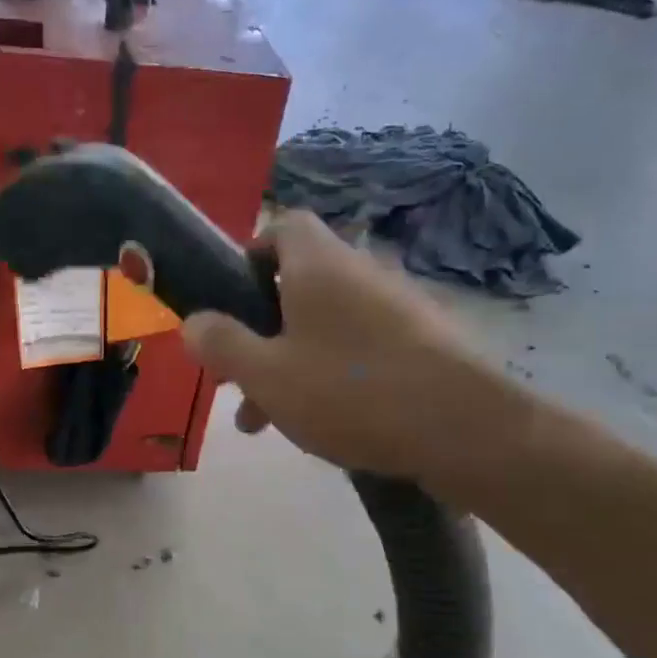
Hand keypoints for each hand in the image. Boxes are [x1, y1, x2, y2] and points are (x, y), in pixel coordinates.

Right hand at [183, 211, 524, 495]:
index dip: (250, 255)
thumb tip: (193, 322)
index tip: (230, 301)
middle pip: (298, 286)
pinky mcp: (422, 344)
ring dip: (289, 364)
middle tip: (235, 380)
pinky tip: (321, 425)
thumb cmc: (350, 391)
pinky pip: (359, 350)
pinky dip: (331, 376)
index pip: (283, 227)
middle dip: (260, 332)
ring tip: (265, 422)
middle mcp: (360, 273)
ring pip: (325, 327)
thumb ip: (222, 345)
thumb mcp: (266, 374)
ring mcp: (397, 308)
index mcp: (319, 265)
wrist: (463, 430)